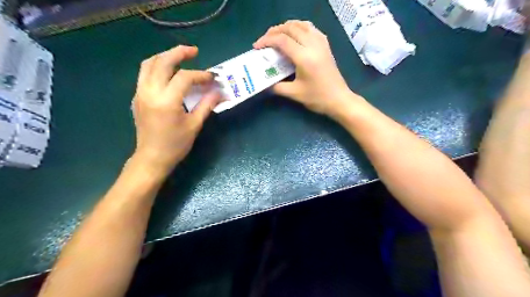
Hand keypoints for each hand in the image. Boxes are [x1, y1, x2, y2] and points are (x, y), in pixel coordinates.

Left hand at [131, 45, 220, 174]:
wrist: (151, 158)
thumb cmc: (175, 145)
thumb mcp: (194, 125)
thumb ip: (206, 105)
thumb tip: (219, 93)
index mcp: (166, 101)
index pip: (184, 77)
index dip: (201, 75)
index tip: (212, 78)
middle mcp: (150, 92)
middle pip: (162, 62)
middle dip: (179, 53)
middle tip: (194, 51)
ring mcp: (140, 93)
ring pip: (149, 64)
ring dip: (165, 56)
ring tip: (180, 57)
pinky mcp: (137, 97)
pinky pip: (145, 74)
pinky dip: (157, 66)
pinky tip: (169, 72)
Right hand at [251, 20, 360, 117]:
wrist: (339, 99)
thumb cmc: (317, 98)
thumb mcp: (295, 94)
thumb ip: (277, 87)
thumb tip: (265, 83)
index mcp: (304, 57)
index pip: (282, 40)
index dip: (267, 40)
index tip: (257, 46)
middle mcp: (313, 45)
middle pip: (290, 28)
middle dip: (274, 31)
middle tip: (264, 41)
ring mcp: (321, 43)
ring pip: (301, 25)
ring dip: (287, 27)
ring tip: (277, 35)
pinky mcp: (325, 45)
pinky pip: (311, 28)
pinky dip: (299, 27)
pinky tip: (295, 35)